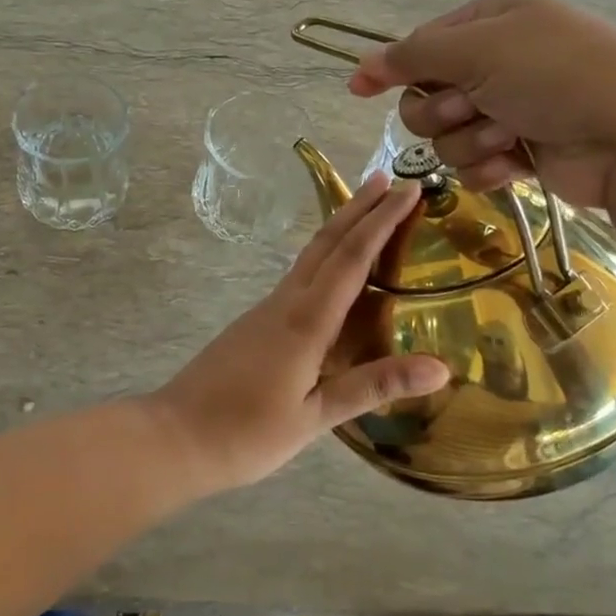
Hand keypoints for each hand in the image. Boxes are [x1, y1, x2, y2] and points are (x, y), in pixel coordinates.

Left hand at [145, 174, 448, 492]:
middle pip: (327, 242)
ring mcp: (267, 309)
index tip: (408, 189)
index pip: (351, 258)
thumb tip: (441, 366)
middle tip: (389, 178)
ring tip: (368, 208)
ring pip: (310, 255)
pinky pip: (299, 275)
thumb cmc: (246, 433)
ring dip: (341, 226)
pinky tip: (335, 268)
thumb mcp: (315, 417)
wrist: (175, 436)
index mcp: (305, 321)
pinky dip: (325, 256)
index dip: (382, 221)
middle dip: (359, 207)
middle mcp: (286, 302)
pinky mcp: (257, 322)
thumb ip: (373, 386)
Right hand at [348, 0, 615, 209]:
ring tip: (509, 136)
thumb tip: (361, 66)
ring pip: (446, 135)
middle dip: (442, 110)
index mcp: (491, 22)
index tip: (360, 91)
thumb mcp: (478, 50)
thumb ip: (412, 56)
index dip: (393, 68)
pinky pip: (473, 164)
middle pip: (426, 95)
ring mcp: (511, 108)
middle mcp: (498, 62)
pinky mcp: (521, 151)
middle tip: (472, 108)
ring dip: (470, 140)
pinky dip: (488, 166)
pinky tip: (514, 164)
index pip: (421, 45)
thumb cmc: (556, 75)